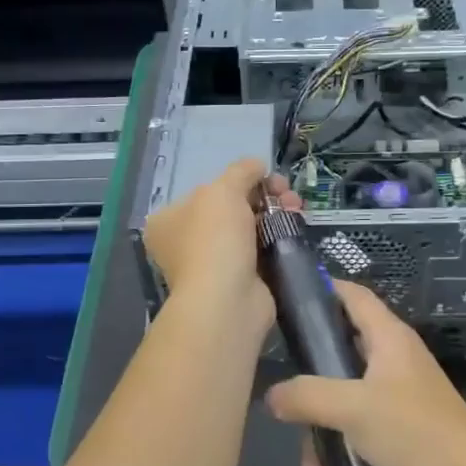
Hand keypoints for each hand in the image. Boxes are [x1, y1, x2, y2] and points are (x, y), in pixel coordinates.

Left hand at [142, 159, 298, 339]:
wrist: (227, 300)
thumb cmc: (215, 238)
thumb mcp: (224, 190)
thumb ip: (241, 171)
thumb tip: (257, 165)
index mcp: (169, 220)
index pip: (206, 190)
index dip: (238, 180)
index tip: (264, 176)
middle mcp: (185, 242)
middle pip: (231, 208)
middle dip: (263, 195)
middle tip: (286, 192)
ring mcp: (212, 264)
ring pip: (250, 229)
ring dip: (275, 214)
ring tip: (296, 207)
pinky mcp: (239, 281)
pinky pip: (261, 251)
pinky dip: (278, 239)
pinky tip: (295, 227)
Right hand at [265, 282, 465, 465]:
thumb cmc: (414, 433)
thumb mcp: (353, 408)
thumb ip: (307, 396)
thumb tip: (272, 396)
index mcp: (389, 340)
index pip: (353, 296)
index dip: (322, 290)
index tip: (286, 299)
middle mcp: (394, 364)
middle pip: (339, 359)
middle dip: (310, 391)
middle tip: (287, 410)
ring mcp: (399, 401)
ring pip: (345, 407)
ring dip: (323, 439)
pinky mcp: (402, 437)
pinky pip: (359, 439)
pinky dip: (342, 460)